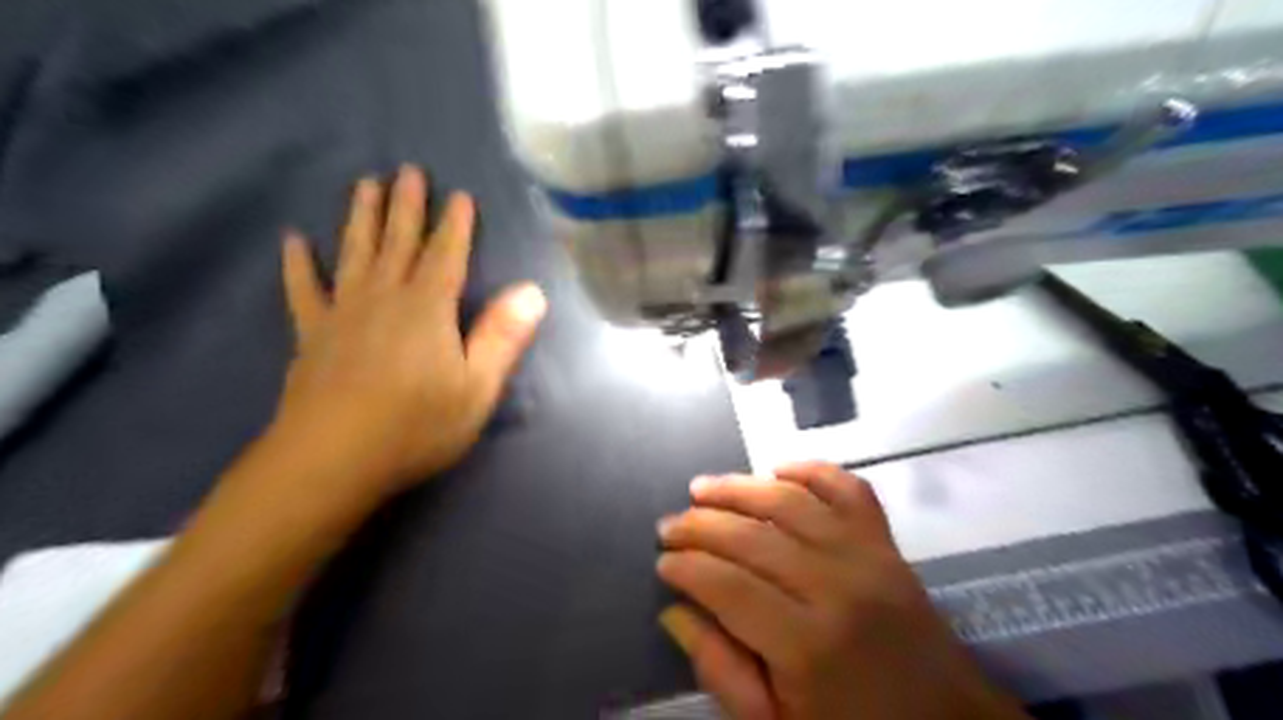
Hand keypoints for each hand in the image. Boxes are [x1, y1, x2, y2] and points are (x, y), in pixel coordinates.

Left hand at [276, 165, 544, 498]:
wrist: (333, 460)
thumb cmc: (416, 426)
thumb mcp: (477, 387)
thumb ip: (503, 336)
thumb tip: (533, 291)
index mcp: (428, 308)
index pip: (447, 255)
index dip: (455, 224)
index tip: (459, 194)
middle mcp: (385, 298)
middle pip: (398, 242)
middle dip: (407, 206)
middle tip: (408, 170)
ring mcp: (344, 313)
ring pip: (355, 253)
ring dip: (362, 217)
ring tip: (365, 185)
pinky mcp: (312, 335)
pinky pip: (304, 290)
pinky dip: (299, 264)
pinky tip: (293, 240)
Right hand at [655, 463, 1028, 717]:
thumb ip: (720, 669)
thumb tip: (675, 609)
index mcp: (808, 647)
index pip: (728, 586)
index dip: (687, 568)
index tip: (661, 559)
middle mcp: (837, 588)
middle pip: (752, 538)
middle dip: (700, 525)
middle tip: (668, 523)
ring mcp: (868, 556)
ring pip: (790, 503)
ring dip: (739, 488)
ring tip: (702, 487)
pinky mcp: (887, 542)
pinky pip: (847, 488)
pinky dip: (811, 469)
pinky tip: (777, 469)